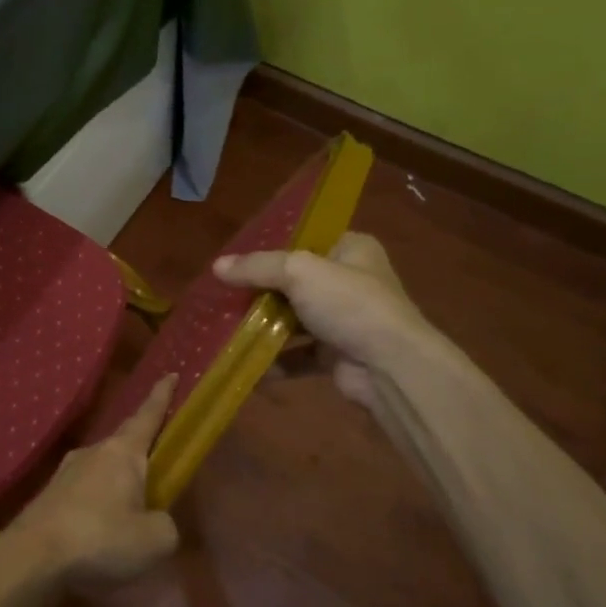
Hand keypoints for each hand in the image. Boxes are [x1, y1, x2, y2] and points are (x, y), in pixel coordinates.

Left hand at [0, 375, 180, 598]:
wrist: (30, 558)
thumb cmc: (100, 538)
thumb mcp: (154, 540)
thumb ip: (165, 525)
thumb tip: (156, 520)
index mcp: (122, 452)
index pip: (148, 415)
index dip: (161, 396)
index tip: (170, 374)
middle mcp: (93, 452)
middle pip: (125, 445)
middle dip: (142, 452)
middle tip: (158, 465)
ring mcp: (65, 473)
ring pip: (102, 471)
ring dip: (118, 485)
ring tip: (130, 514)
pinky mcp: (49, 497)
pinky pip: (84, 494)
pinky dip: (97, 507)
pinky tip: (100, 533)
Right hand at [214, 233, 444, 410]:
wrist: (389, 366)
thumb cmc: (349, 304)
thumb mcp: (299, 272)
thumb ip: (258, 267)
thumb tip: (216, 266)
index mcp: (352, 249)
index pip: (307, 240)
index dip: (272, 247)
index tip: (237, 257)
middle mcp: (350, 282)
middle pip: (296, 281)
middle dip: (262, 290)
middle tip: (224, 292)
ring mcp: (344, 320)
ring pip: (295, 319)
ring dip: (265, 325)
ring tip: (226, 326)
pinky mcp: (337, 355)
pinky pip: (298, 354)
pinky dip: (275, 359)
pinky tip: (245, 362)